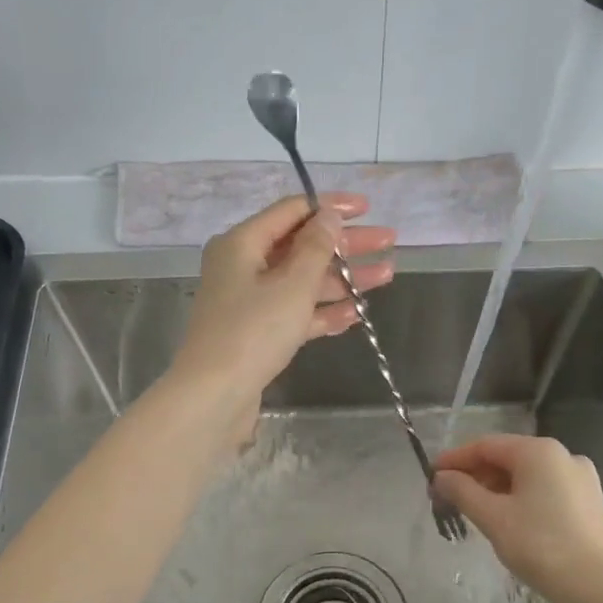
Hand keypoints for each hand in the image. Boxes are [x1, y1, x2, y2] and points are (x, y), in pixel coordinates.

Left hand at [170, 193, 394, 424]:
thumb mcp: (292, 284)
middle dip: (346, 245)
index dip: (331, 207)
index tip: (368, 208)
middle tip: (388, 241)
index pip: (291, 211)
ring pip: (302, 282)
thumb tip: (329, 217)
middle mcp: (243, 267)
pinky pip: (296, 313)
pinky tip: (357, 313)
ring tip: (386, 276)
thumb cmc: (253, 331)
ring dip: (342, 279)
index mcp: (242, 243)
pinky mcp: (258, 334)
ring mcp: (250, 303)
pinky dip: (324, 311)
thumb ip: (316, 247)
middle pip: (301, 246)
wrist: (215, 395)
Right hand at [433, 435, 602, 602]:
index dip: (454, 459)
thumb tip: (441, 477)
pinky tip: (507, 519)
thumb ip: (462, 492)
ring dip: (496, 488)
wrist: (599, 586)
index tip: (430, 476)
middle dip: (475, 475)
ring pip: (527, 475)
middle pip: (507, 457)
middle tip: (448, 498)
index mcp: (538, 451)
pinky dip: (520, 497)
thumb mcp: (493, 518)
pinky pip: (545, 489)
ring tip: (473, 511)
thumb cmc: (541, 546)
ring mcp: (580, 478)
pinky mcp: (589, 501)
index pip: (485, 446)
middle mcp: (562, 455)